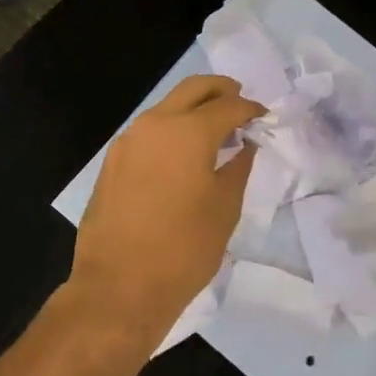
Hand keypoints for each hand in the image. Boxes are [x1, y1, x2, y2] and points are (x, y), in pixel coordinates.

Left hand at [69, 75, 264, 331]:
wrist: (119, 286)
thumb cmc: (183, 249)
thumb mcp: (224, 208)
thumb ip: (238, 168)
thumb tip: (244, 145)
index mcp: (187, 132)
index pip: (227, 106)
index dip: (249, 108)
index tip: (263, 117)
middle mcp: (154, 125)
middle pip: (192, 90)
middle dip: (219, 90)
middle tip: (238, 101)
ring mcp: (127, 142)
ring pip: (166, 108)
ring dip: (192, 109)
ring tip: (214, 130)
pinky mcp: (112, 162)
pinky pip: (148, 132)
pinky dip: (170, 130)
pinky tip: (183, 153)